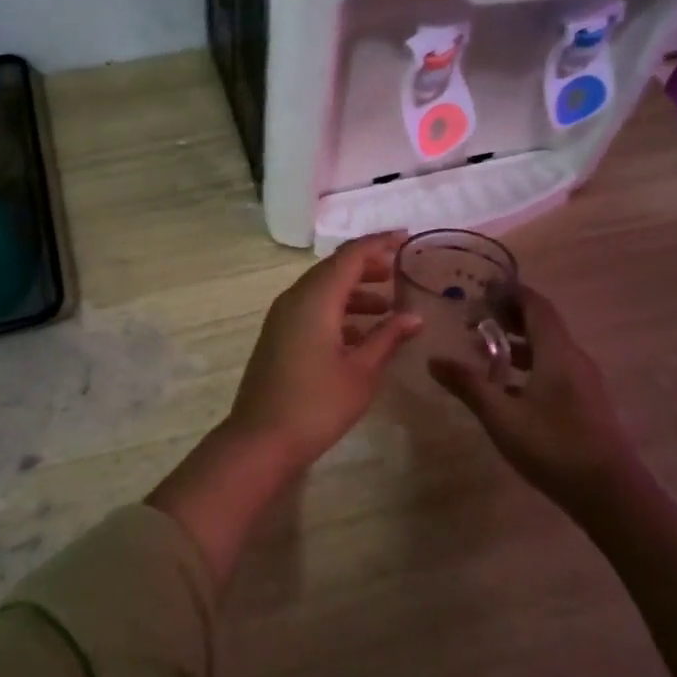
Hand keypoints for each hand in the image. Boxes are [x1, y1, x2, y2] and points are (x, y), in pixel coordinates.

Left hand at [225, 232, 421, 467]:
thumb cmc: (317, 404)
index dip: (379, 243)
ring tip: (388, 307)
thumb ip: (388, 338)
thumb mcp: (362, 372)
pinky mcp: (278, 335)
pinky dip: (338, 310)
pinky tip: (361, 334)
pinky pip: (312, 308)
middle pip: (334, 268)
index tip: (406, 237)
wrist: (261, 439)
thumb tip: (414, 316)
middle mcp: (295, 298)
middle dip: (368, 266)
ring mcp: (282, 317)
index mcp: (316, 298)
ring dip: (354, 291)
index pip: (351, 255)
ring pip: (322, 289)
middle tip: (400, 272)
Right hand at [430, 286, 631, 498]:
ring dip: (517, 344)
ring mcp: (584, 382)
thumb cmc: (554, 446)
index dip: (511, 292)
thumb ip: (468, 385)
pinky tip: (508, 388)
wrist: (612, 496)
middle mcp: (574, 358)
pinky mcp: (586, 403)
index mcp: (557, 352)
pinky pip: (555, 369)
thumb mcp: (501, 416)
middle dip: (509, 317)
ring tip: (483, 352)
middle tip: (475, 319)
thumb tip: (433, 359)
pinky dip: (529, 365)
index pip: (535, 305)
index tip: (482, 289)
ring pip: (548, 349)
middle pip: (542, 324)